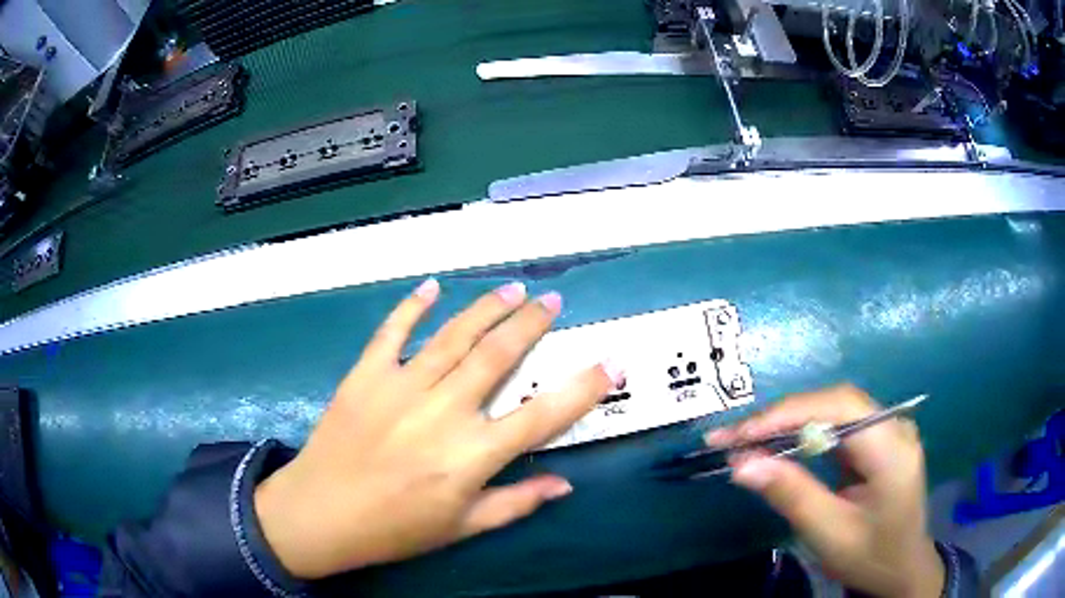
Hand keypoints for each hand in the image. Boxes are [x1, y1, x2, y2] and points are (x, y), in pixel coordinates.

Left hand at [254, 280, 622, 578]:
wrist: (321, 513)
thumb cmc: (395, 528)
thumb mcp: (462, 527)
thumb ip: (516, 503)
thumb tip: (564, 484)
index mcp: (472, 455)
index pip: (543, 416)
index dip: (584, 387)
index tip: (612, 363)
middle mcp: (444, 412)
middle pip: (498, 357)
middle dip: (531, 324)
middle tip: (551, 301)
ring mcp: (401, 387)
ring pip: (453, 336)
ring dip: (486, 308)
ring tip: (512, 289)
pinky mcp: (365, 375)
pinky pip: (393, 332)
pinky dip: (412, 306)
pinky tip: (432, 287)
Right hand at [706, 385, 943, 597]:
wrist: (902, 569)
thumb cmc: (871, 556)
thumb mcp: (829, 533)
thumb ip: (791, 494)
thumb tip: (741, 463)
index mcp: (892, 447)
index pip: (838, 407)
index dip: (786, 414)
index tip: (737, 435)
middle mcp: (894, 426)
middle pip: (834, 401)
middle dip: (781, 416)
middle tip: (731, 437)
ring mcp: (888, 429)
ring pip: (832, 408)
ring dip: (788, 422)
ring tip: (745, 439)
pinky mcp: (877, 440)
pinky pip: (836, 424)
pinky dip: (802, 432)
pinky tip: (778, 444)